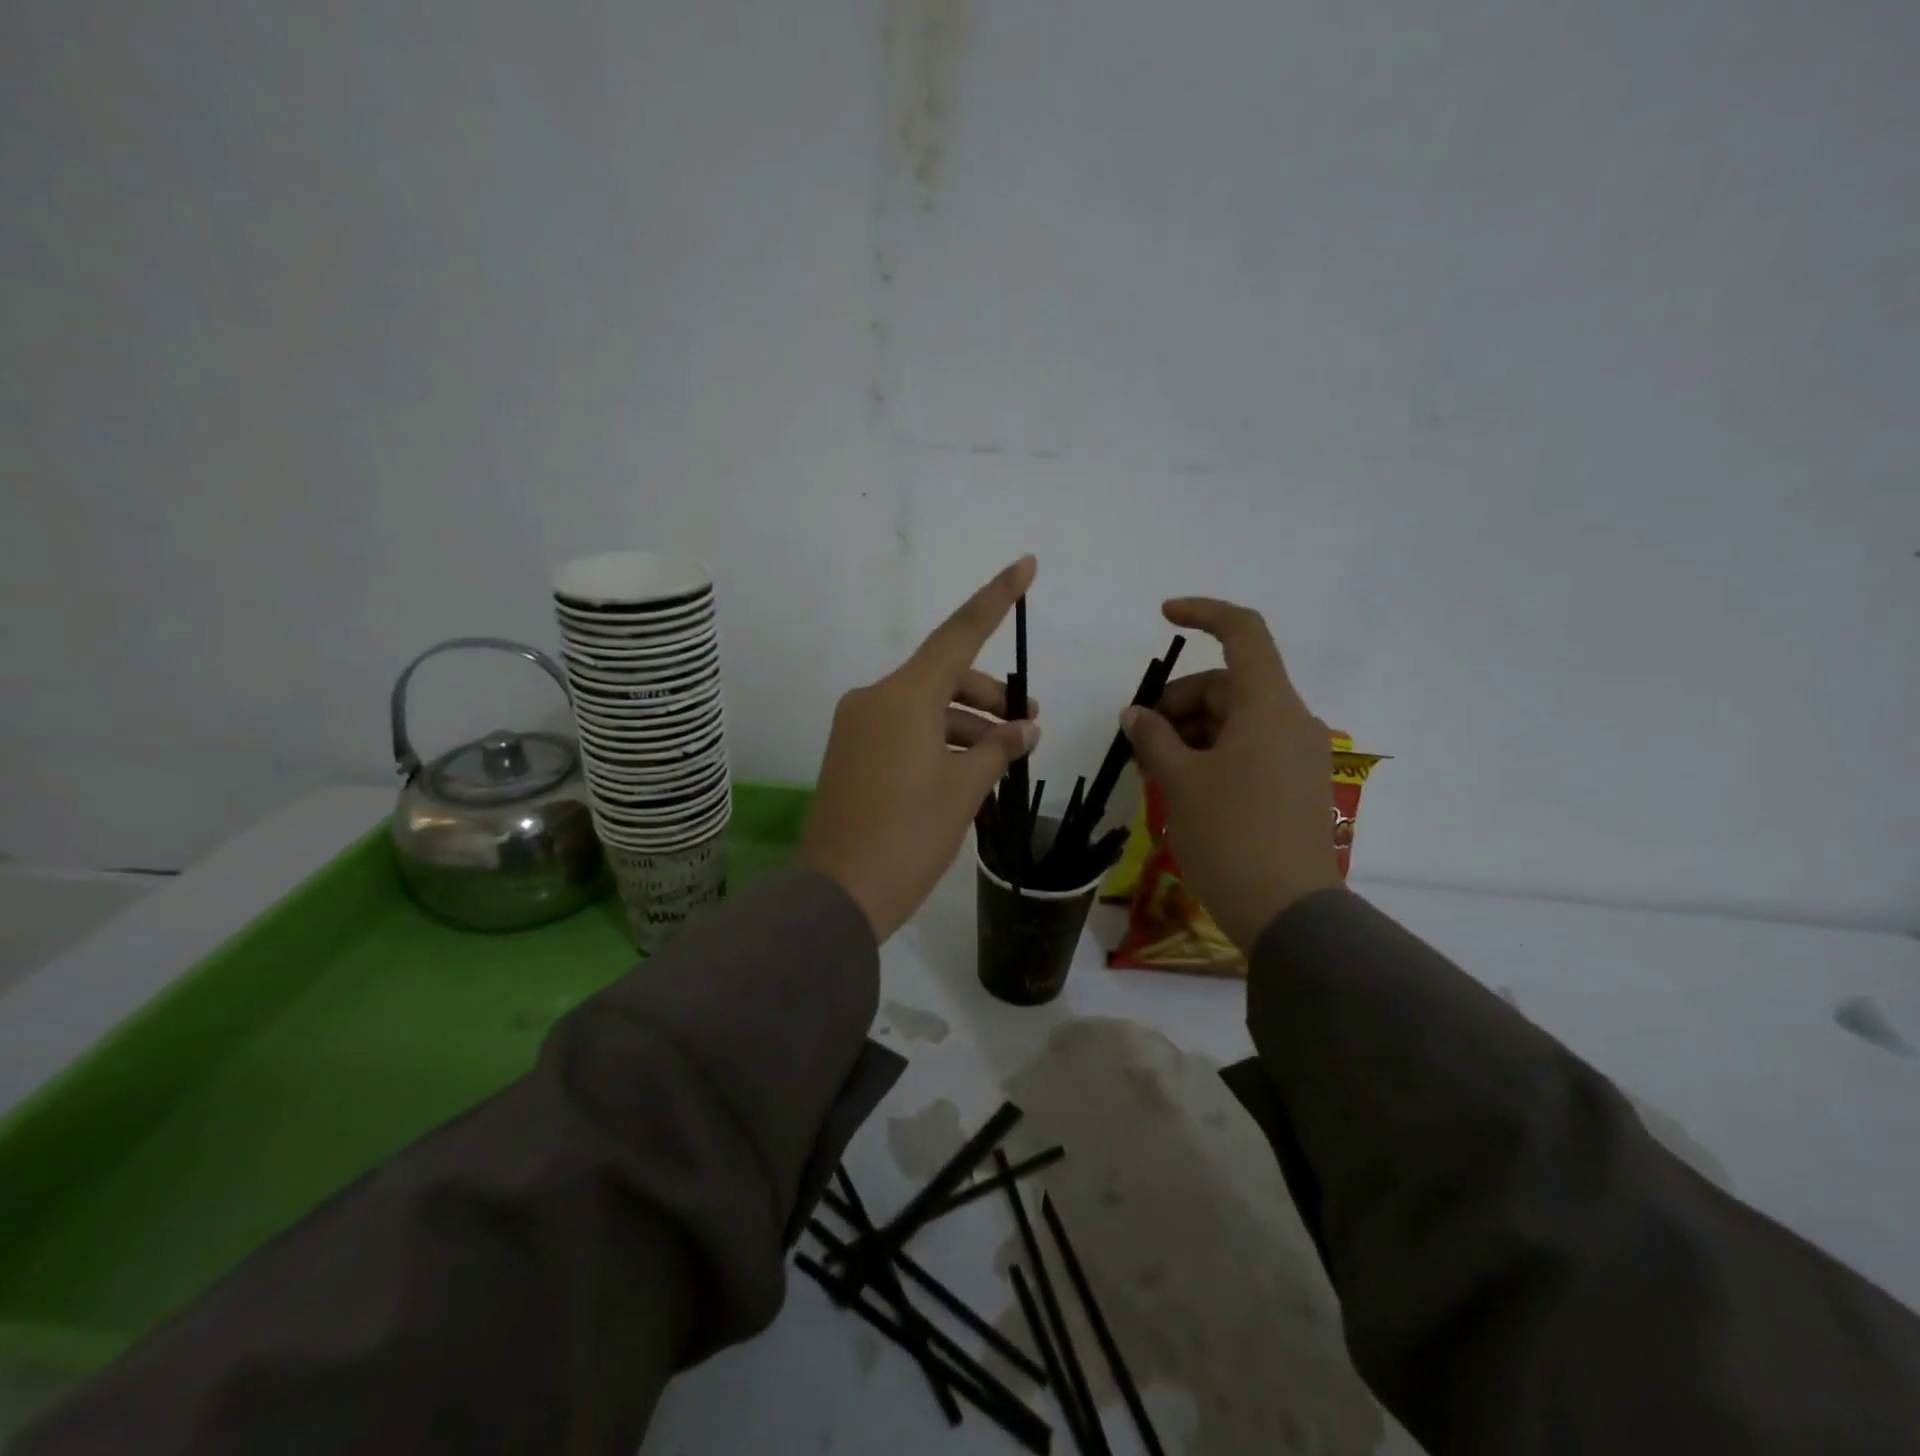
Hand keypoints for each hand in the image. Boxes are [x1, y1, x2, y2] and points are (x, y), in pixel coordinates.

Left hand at [801, 558, 1041, 940]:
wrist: (838, 895)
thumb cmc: (909, 837)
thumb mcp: (965, 790)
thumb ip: (998, 749)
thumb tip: (1024, 729)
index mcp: (903, 696)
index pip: (959, 633)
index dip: (996, 598)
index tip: (1026, 565)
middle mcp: (874, 699)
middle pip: (944, 676)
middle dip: (989, 695)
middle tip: (1027, 723)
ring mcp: (857, 726)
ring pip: (925, 706)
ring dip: (966, 722)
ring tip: (1004, 755)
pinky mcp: (849, 753)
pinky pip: (903, 730)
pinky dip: (938, 739)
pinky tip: (967, 769)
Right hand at [1119, 598, 1340, 948]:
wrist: (1288, 913)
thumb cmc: (1229, 835)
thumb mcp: (1179, 781)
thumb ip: (1153, 737)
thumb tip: (1137, 714)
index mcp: (1269, 705)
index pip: (1244, 632)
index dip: (1204, 613)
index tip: (1164, 616)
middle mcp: (1291, 720)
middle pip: (1229, 685)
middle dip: (1179, 702)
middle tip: (1139, 739)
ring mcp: (1298, 755)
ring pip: (1236, 719)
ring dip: (1190, 732)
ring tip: (1153, 770)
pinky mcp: (1297, 785)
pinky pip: (1250, 748)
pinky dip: (1213, 753)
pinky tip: (1182, 785)